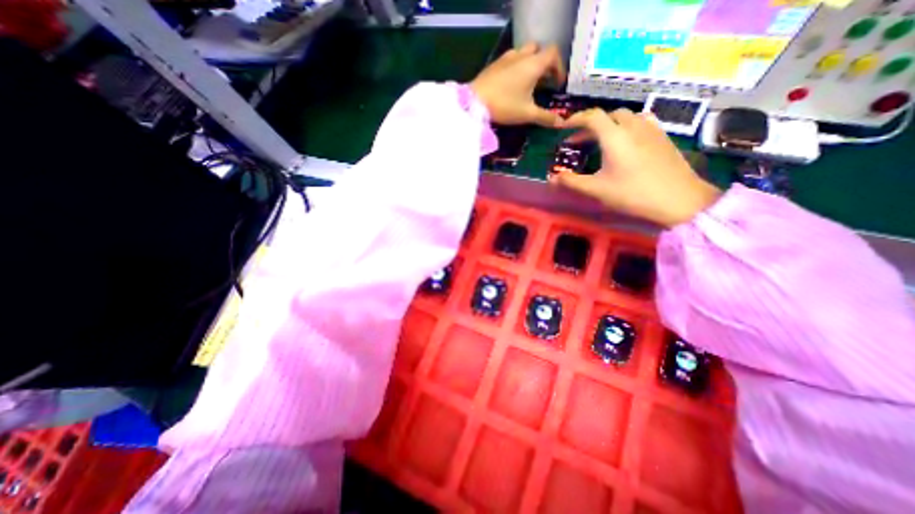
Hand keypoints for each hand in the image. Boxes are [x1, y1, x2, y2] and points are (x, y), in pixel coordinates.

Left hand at [471, 41, 566, 127]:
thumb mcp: (527, 114)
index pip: (553, 54)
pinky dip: (517, 68)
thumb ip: (545, 117)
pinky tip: (512, 86)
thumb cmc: (505, 106)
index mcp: (533, 64)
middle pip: (539, 51)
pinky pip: (511, 60)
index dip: (559, 67)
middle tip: (545, 83)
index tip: (558, 84)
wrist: (474, 102)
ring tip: (529, 85)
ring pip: (524, 54)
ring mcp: (506, 58)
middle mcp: (521, 55)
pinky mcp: (494, 64)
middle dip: (545, 65)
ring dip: (531, 65)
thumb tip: (561, 123)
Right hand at [550, 108, 722, 226]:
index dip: (575, 119)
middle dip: (590, 125)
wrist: (679, 199)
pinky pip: (641, 122)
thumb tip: (551, 178)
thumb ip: (572, 182)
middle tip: (579, 141)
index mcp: (615, 136)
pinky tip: (626, 142)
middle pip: (609, 115)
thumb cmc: (633, 193)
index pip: (592, 116)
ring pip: (626, 117)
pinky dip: (626, 127)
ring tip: (601, 140)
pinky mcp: (663, 137)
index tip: (563, 127)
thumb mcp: (597, 189)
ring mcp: (651, 130)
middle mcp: (633, 126)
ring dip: (609, 125)